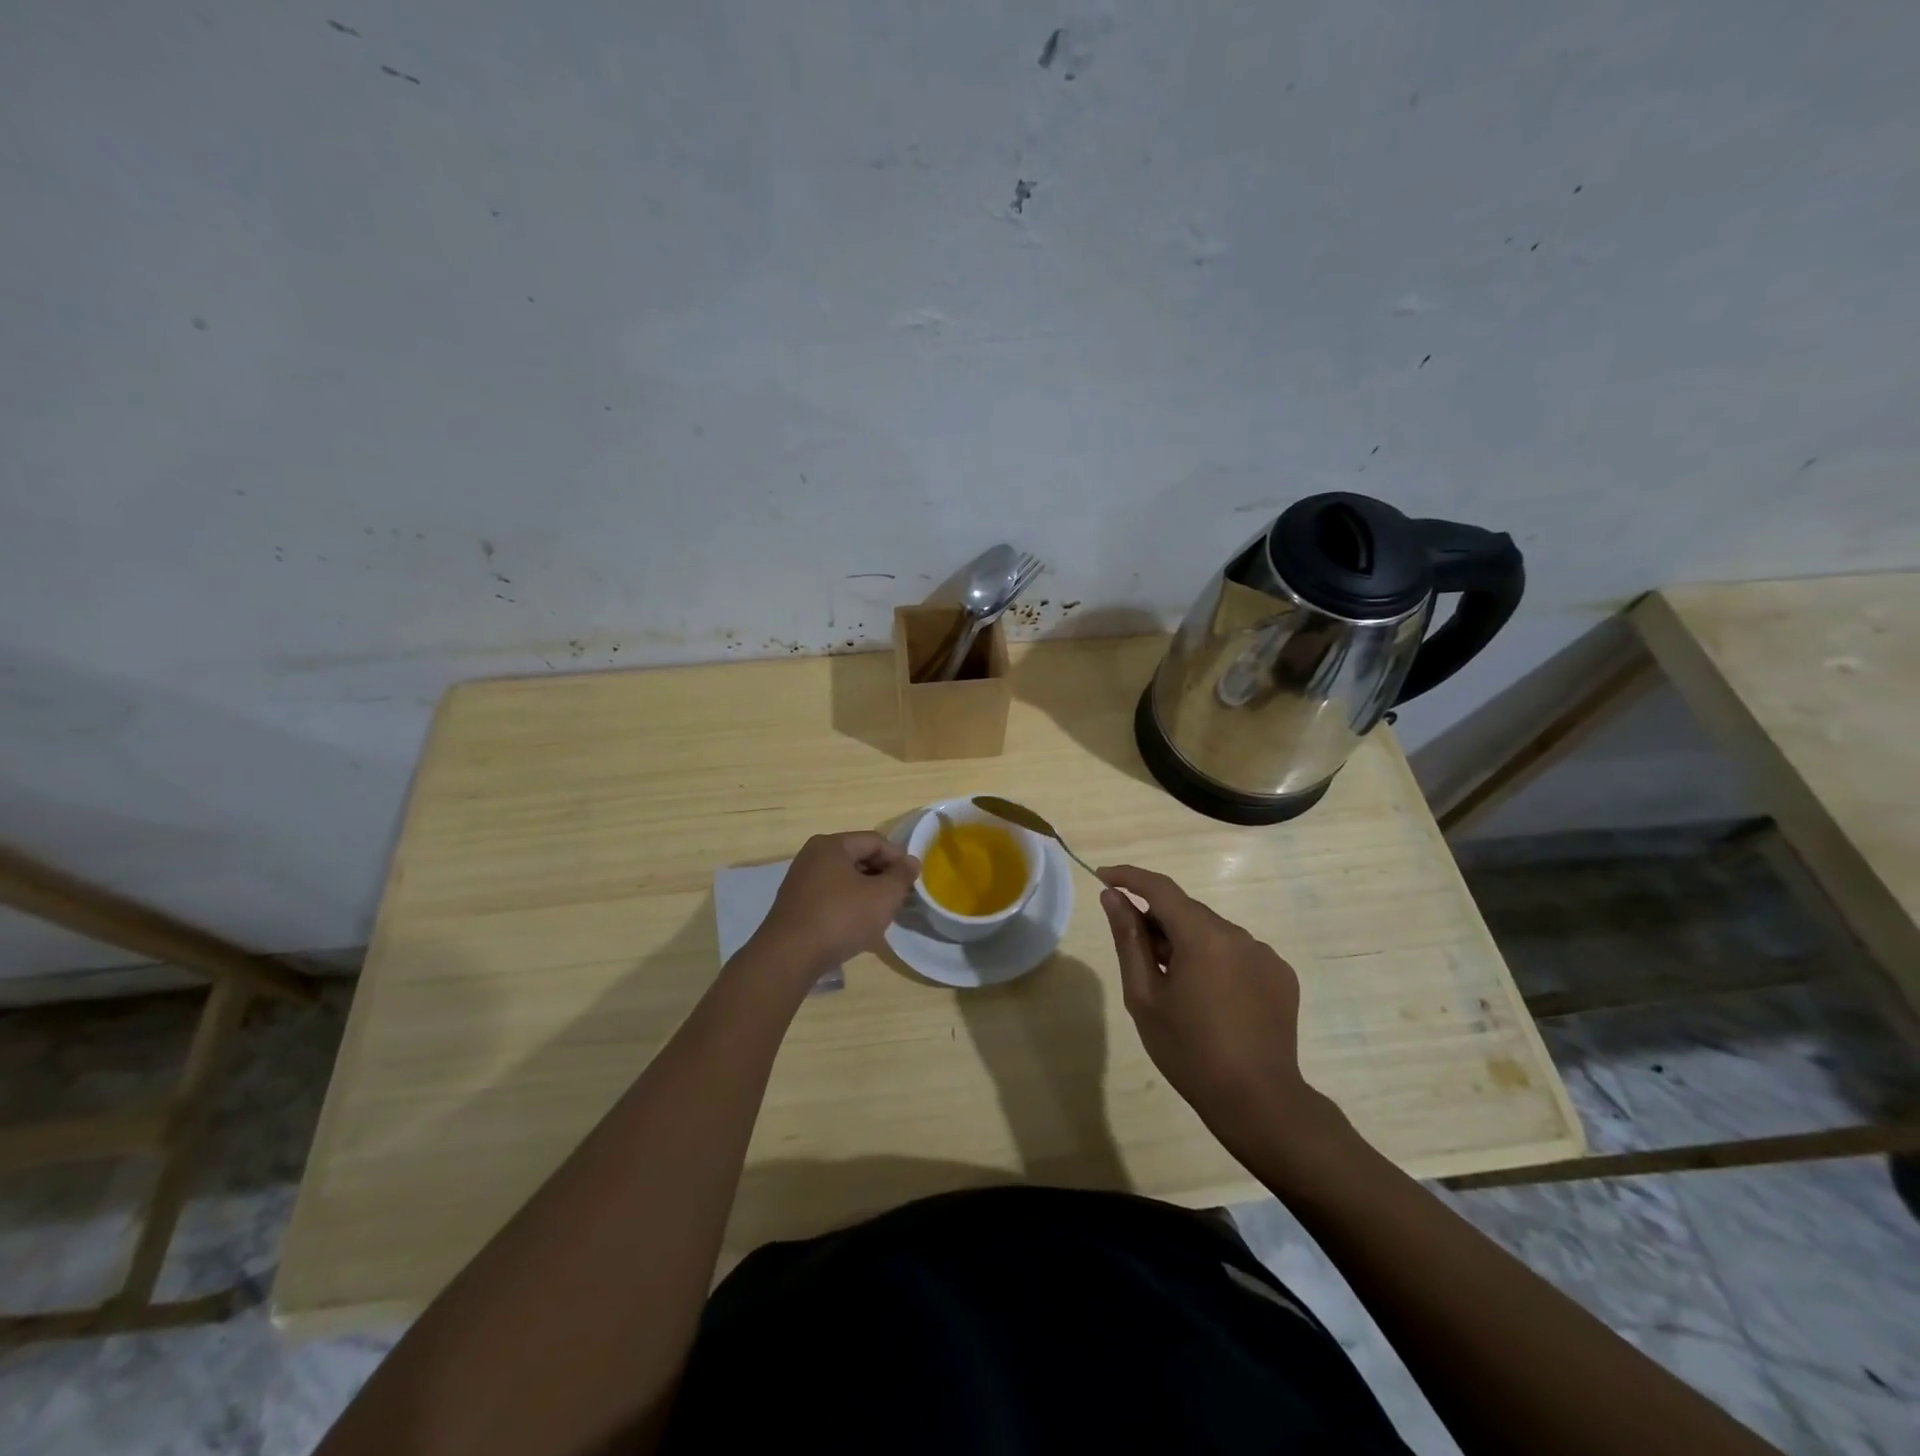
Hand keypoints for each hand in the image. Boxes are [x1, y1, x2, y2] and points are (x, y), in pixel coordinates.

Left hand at [748, 832, 919, 979]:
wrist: (789, 958)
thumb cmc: (840, 919)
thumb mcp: (883, 896)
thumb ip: (902, 875)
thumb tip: (911, 862)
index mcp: (832, 845)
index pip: (875, 841)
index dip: (898, 858)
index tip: (912, 882)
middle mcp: (812, 856)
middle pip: (858, 857)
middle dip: (882, 876)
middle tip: (899, 898)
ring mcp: (800, 880)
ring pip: (844, 878)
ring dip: (866, 892)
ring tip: (881, 914)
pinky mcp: (795, 904)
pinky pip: (830, 896)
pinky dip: (847, 905)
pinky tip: (856, 926)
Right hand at [1097, 865, 1317, 1153]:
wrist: (1258, 1101)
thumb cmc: (1189, 1051)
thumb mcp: (1144, 997)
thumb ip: (1128, 940)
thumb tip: (1112, 897)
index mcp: (1203, 937)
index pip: (1160, 888)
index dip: (1129, 877)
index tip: (1104, 876)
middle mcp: (1238, 934)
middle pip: (1187, 911)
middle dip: (1157, 921)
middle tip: (1137, 954)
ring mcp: (1265, 954)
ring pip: (1213, 932)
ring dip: (1188, 943)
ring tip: (1175, 986)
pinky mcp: (1281, 975)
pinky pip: (1238, 953)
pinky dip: (1216, 960)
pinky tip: (1211, 998)